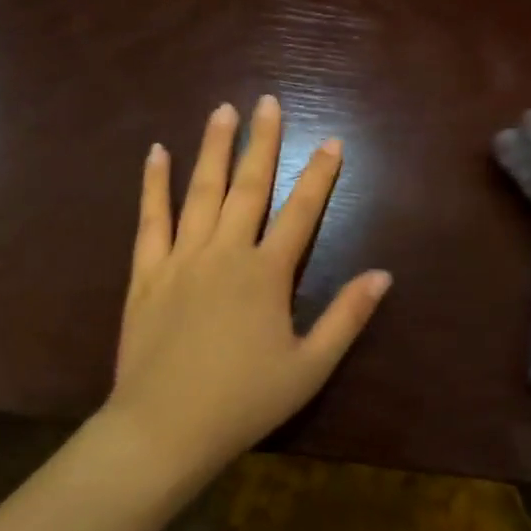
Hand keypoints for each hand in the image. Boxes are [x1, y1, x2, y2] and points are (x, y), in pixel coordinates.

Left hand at [105, 95, 391, 483]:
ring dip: (214, 148)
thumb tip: (383, 275)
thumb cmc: (244, 401)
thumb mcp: (310, 367)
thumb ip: (346, 317)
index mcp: (267, 274)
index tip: (331, 141)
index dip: (319, 175)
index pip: (302, 212)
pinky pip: (151, 219)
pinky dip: (154, 185)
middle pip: (249, 186)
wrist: (164, 428)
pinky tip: (157, 153)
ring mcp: (182, 258)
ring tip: (224, 111)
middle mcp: (226, 252)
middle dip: (263, 142)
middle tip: (268, 102)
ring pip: (201, 191)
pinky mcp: (147, 273)